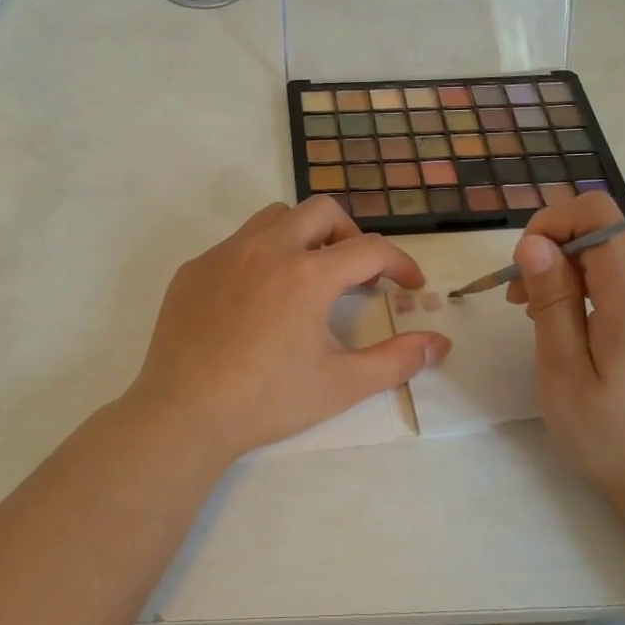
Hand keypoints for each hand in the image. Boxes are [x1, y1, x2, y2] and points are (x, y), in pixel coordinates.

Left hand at [128, 199, 450, 462]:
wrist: (184, 414)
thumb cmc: (268, 400)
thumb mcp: (342, 385)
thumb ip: (397, 360)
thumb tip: (440, 343)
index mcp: (308, 274)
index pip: (370, 248)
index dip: (400, 263)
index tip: (410, 285)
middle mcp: (267, 249)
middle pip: (322, 210)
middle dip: (350, 234)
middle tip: (356, 273)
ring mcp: (224, 254)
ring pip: (275, 217)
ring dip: (303, 235)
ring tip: (308, 276)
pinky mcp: (194, 269)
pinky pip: (237, 243)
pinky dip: (261, 256)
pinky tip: (257, 299)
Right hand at [506, 193, 624, 510]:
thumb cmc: (613, 437)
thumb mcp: (564, 373)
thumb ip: (551, 301)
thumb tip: (534, 243)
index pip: (596, 214)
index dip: (551, 223)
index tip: (522, 266)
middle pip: (604, 235)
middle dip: (555, 255)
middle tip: (521, 306)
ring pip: (617, 257)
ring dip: (574, 274)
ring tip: (546, 323)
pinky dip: (599, 290)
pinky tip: (583, 331)